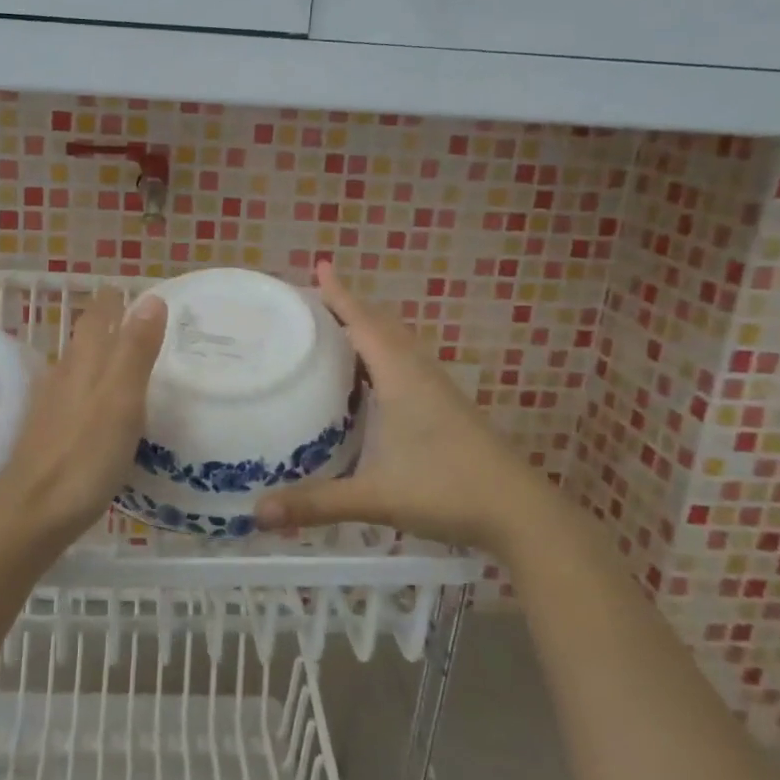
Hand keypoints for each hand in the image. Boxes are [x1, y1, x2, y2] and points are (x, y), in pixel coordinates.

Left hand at [0, 288, 167, 552]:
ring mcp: (52, 407)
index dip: (114, 301)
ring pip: (77, 367)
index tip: (133, 290)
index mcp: (84, 363)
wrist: (30, 513)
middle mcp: (64, 376)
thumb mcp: (121, 400)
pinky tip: (100, 408)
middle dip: (108, 324)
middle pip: (85, 339)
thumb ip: (135, 350)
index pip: (98, 317)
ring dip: (99, 356)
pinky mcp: (49, 435)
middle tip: (139, 321)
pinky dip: (92, 389)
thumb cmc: (83, 456)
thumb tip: (151, 297)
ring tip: (125, 358)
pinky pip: (74, 397)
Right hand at [255, 262, 553, 552]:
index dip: (340, 296)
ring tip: (334, 331)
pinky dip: (381, 356)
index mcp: (401, 378)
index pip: (364, 324)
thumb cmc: (447, 490)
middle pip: (381, 327)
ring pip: (397, 346)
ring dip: (367, 330)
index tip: (320, 266)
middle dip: (349, 308)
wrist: (519, 512)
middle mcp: (419, 374)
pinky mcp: (446, 408)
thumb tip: (259, 513)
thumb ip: (316, 504)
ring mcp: (437, 391)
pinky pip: (406, 365)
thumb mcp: (376, 497)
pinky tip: (370, 381)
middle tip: (312, 302)